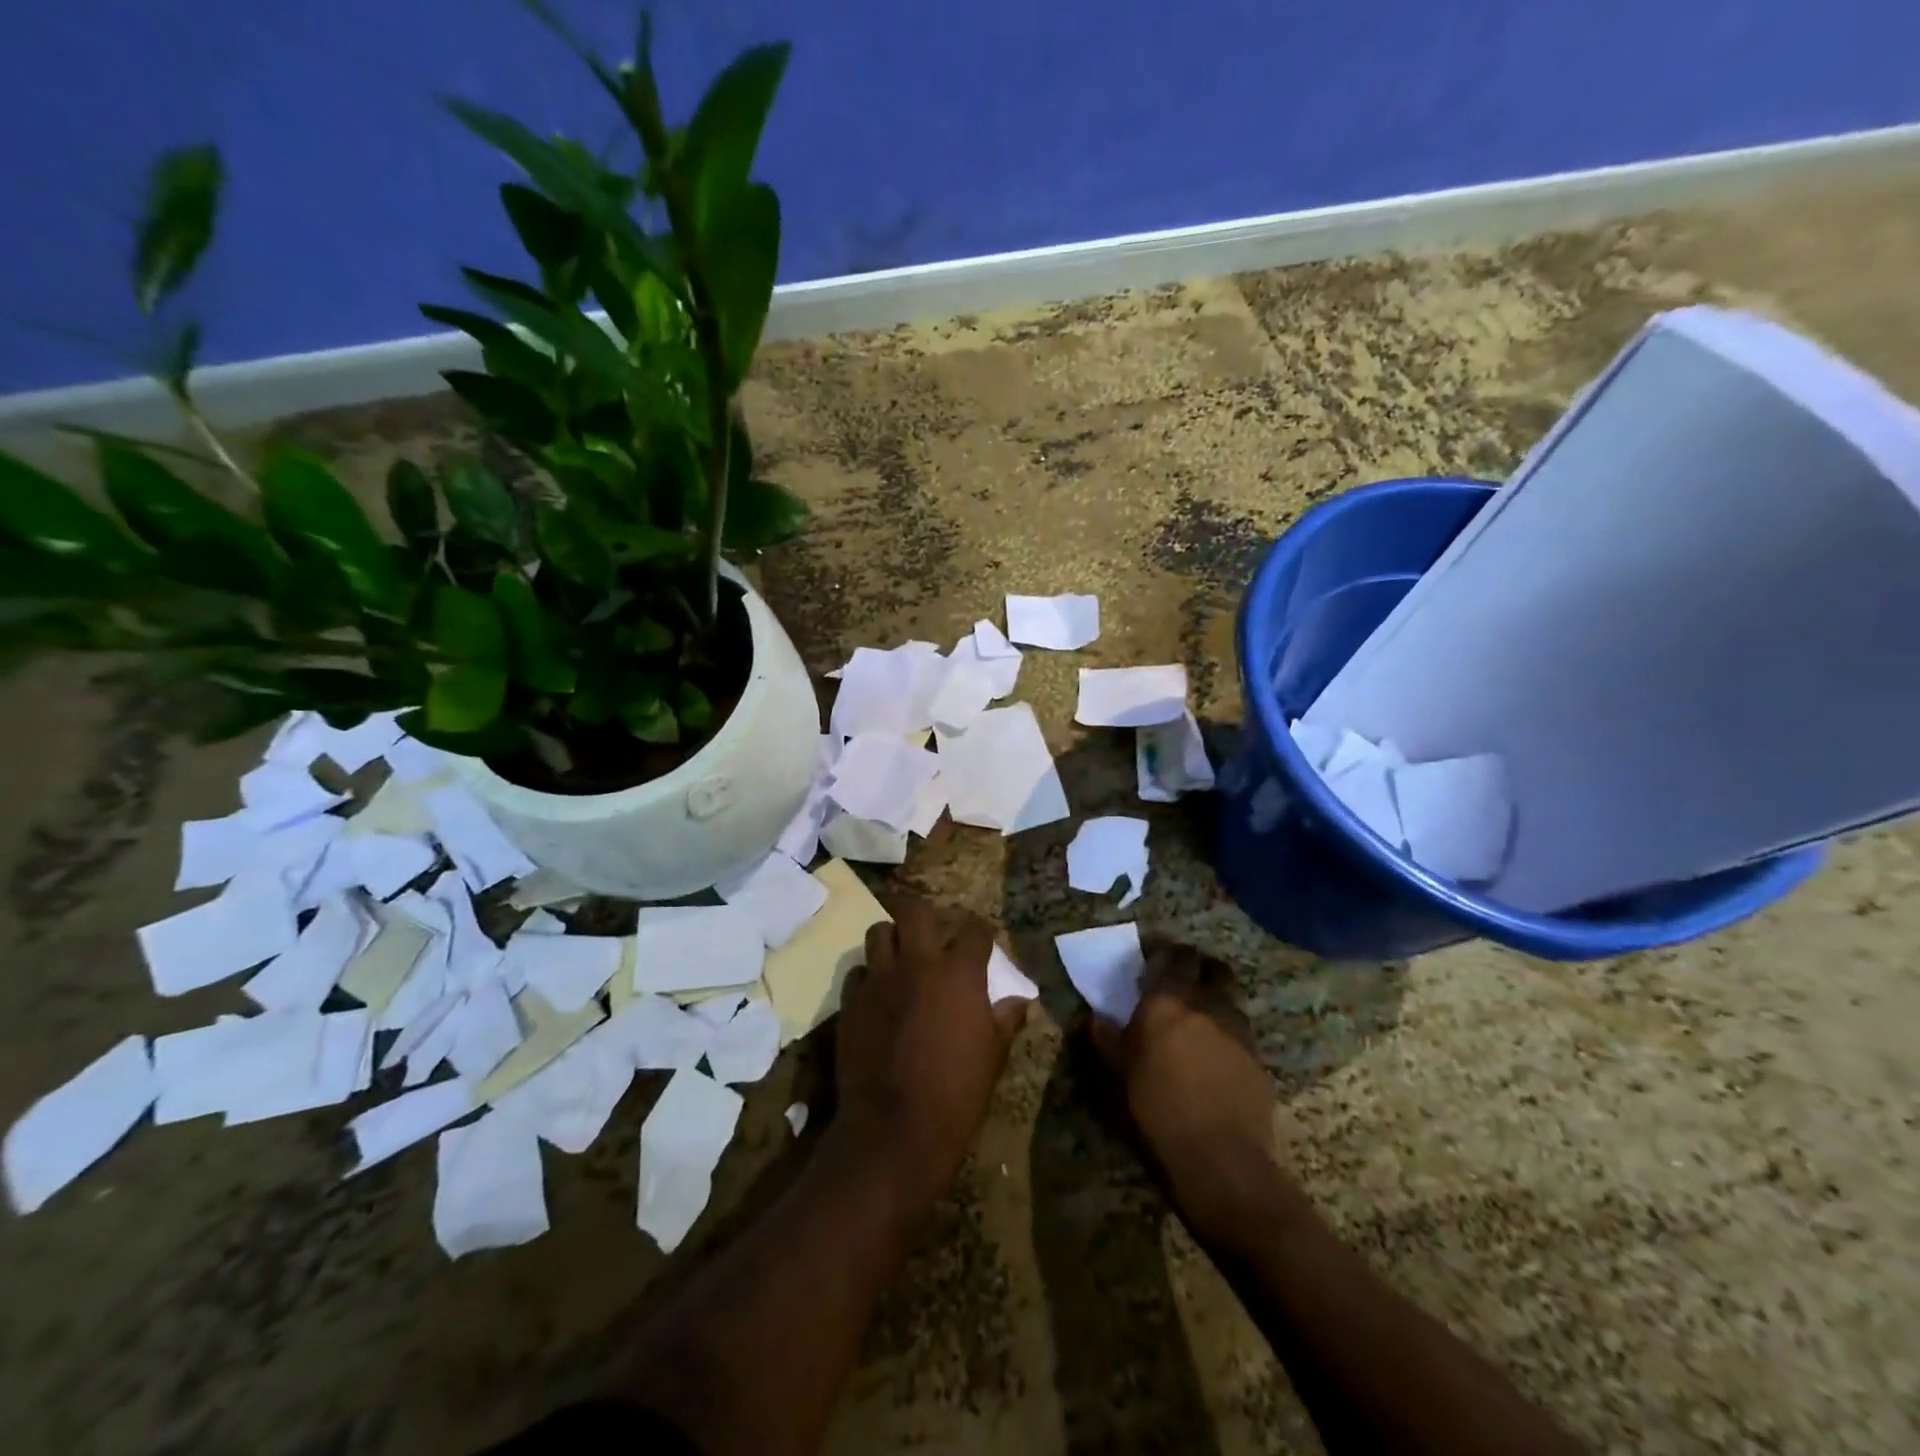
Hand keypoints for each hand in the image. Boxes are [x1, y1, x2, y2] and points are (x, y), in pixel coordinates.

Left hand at [833, 895, 1027, 1207]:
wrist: (894, 1128)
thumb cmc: (957, 1092)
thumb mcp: (994, 1056)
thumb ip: (1005, 1019)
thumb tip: (1018, 1000)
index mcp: (958, 973)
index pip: (975, 931)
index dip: (982, 933)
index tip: (983, 941)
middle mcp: (917, 964)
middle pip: (915, 911)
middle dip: (926, 916)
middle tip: (932, 934)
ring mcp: (879, 980)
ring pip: (879, 933)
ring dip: (892, 939)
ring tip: (901, 958)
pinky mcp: (851, 1002)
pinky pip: (858, 973)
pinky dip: (869, 977)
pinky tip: (878, 995)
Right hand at [1091, 943, 1280, 1227]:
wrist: (1220, 1159)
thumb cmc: (1156, 1108)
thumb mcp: (1115, 1073)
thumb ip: (1103, 1037)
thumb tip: (1091, 1016)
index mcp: (1170, 998)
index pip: (1174, 955)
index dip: (1164, 954)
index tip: (1151, 963)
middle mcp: (1209, 1003)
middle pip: (1212, 968)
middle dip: (1197, 969)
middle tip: (1179, 984)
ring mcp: (1239, 1031)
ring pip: (1230, 998)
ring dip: (1215, 999)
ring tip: (1198, 1021)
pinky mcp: (1259, 1061)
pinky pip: (1241, 1032)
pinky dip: (1228, 1033)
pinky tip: (1215, 1057)